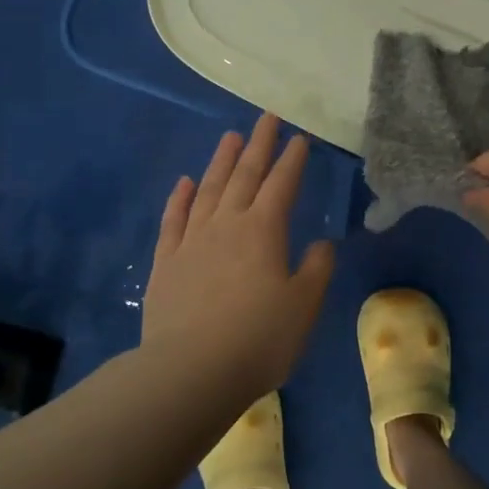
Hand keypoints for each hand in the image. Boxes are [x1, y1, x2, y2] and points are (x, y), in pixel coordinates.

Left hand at [142, 113, 335, 390]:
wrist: (191, 371)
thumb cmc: (259, 339)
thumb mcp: (304, 307)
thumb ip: (316, 270)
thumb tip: (322, 243)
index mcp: (264, 231)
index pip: (282, 184)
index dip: (293, 160)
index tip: (300, 137)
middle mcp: (226, 224)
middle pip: (244, 175)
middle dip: (259, 145)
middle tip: (267, 118)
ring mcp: (191, 241)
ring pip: (208, 190)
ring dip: (220, 161)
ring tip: (230, 137)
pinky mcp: (166, 262)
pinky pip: (173, 220)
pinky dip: (180, 198)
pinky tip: (184, 182)